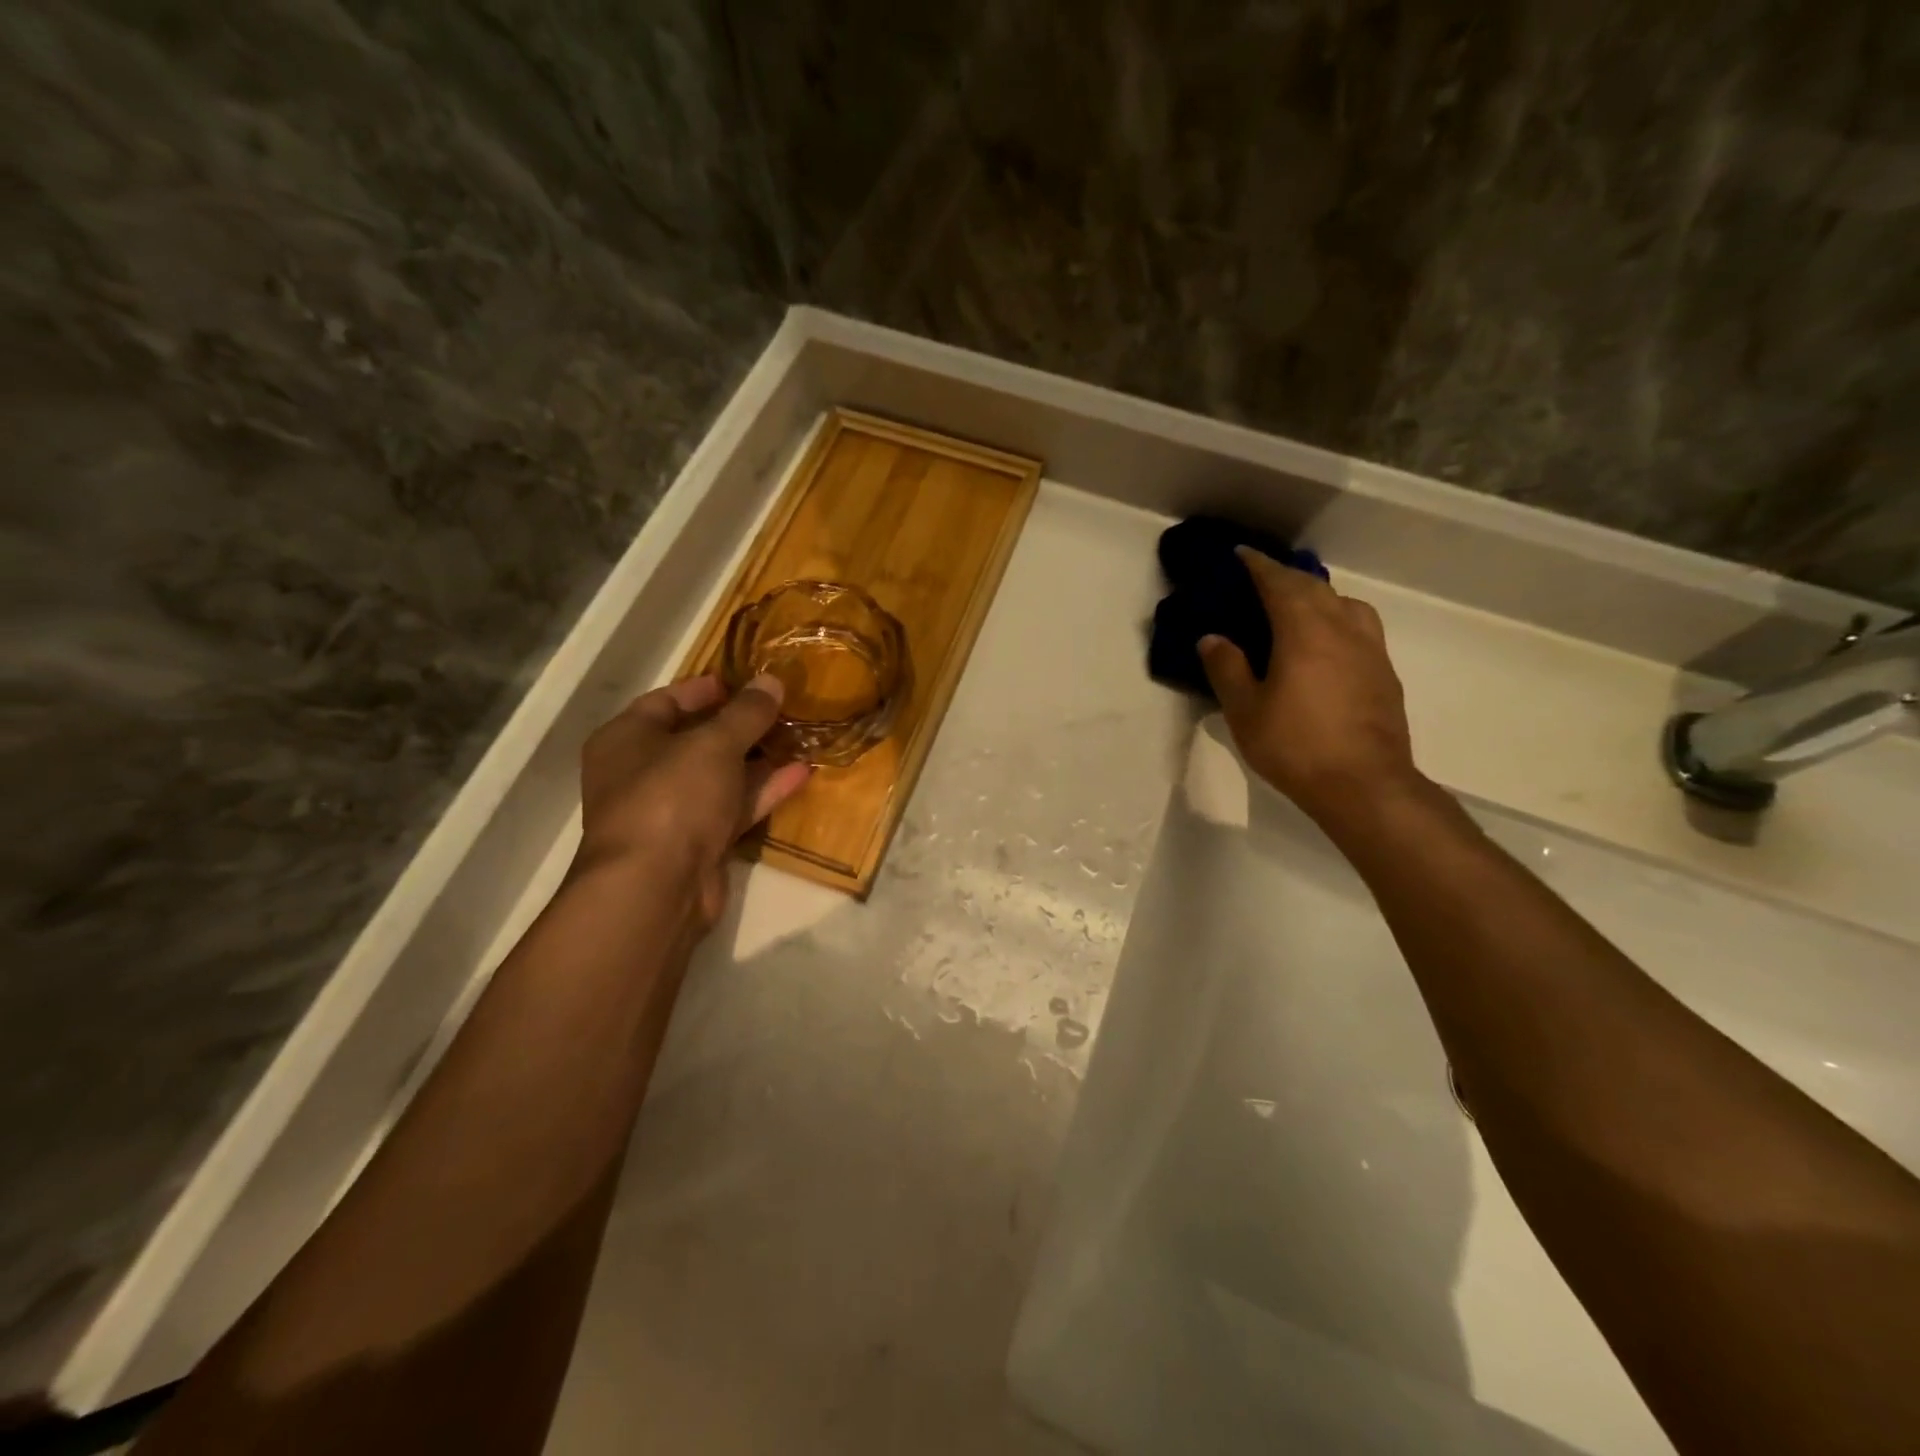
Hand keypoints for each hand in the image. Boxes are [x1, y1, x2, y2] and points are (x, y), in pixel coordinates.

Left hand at [574, 674, 810, 928]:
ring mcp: (671, 811)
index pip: (666, 701)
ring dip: (758, 758)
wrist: (656, 887)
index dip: (706, 689)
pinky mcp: (699, 842)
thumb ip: (746, 712)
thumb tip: (772, 680)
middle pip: (696, 739)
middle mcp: (643, 773)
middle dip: (741, 725)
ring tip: (799, 736)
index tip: (746, 682)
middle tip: (782, 708)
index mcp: (626, 740)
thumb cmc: (672, 797)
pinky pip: (734, 806)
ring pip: (720, 775)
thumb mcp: (713, 744)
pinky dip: (763, 790)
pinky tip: (802, 772)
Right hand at [1198, 547, 1423, 827]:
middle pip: (1315, 588)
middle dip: (1287, 577)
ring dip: (1319, 595)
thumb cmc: (1296, 746)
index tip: (1242, 554)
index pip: (1280, 584)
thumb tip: (1212, 638)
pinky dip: (1338, 619)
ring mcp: (1370, 650)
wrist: (1364, 785)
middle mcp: (1342, 629)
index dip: (1259, 566)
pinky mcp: (1384, 673)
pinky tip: (1328, 644)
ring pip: (1345, 604)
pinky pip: (1360, 627)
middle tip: (1262, 579)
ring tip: (1299, 608)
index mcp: (1304, 632)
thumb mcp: (1246, 711)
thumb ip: (1228, 669)